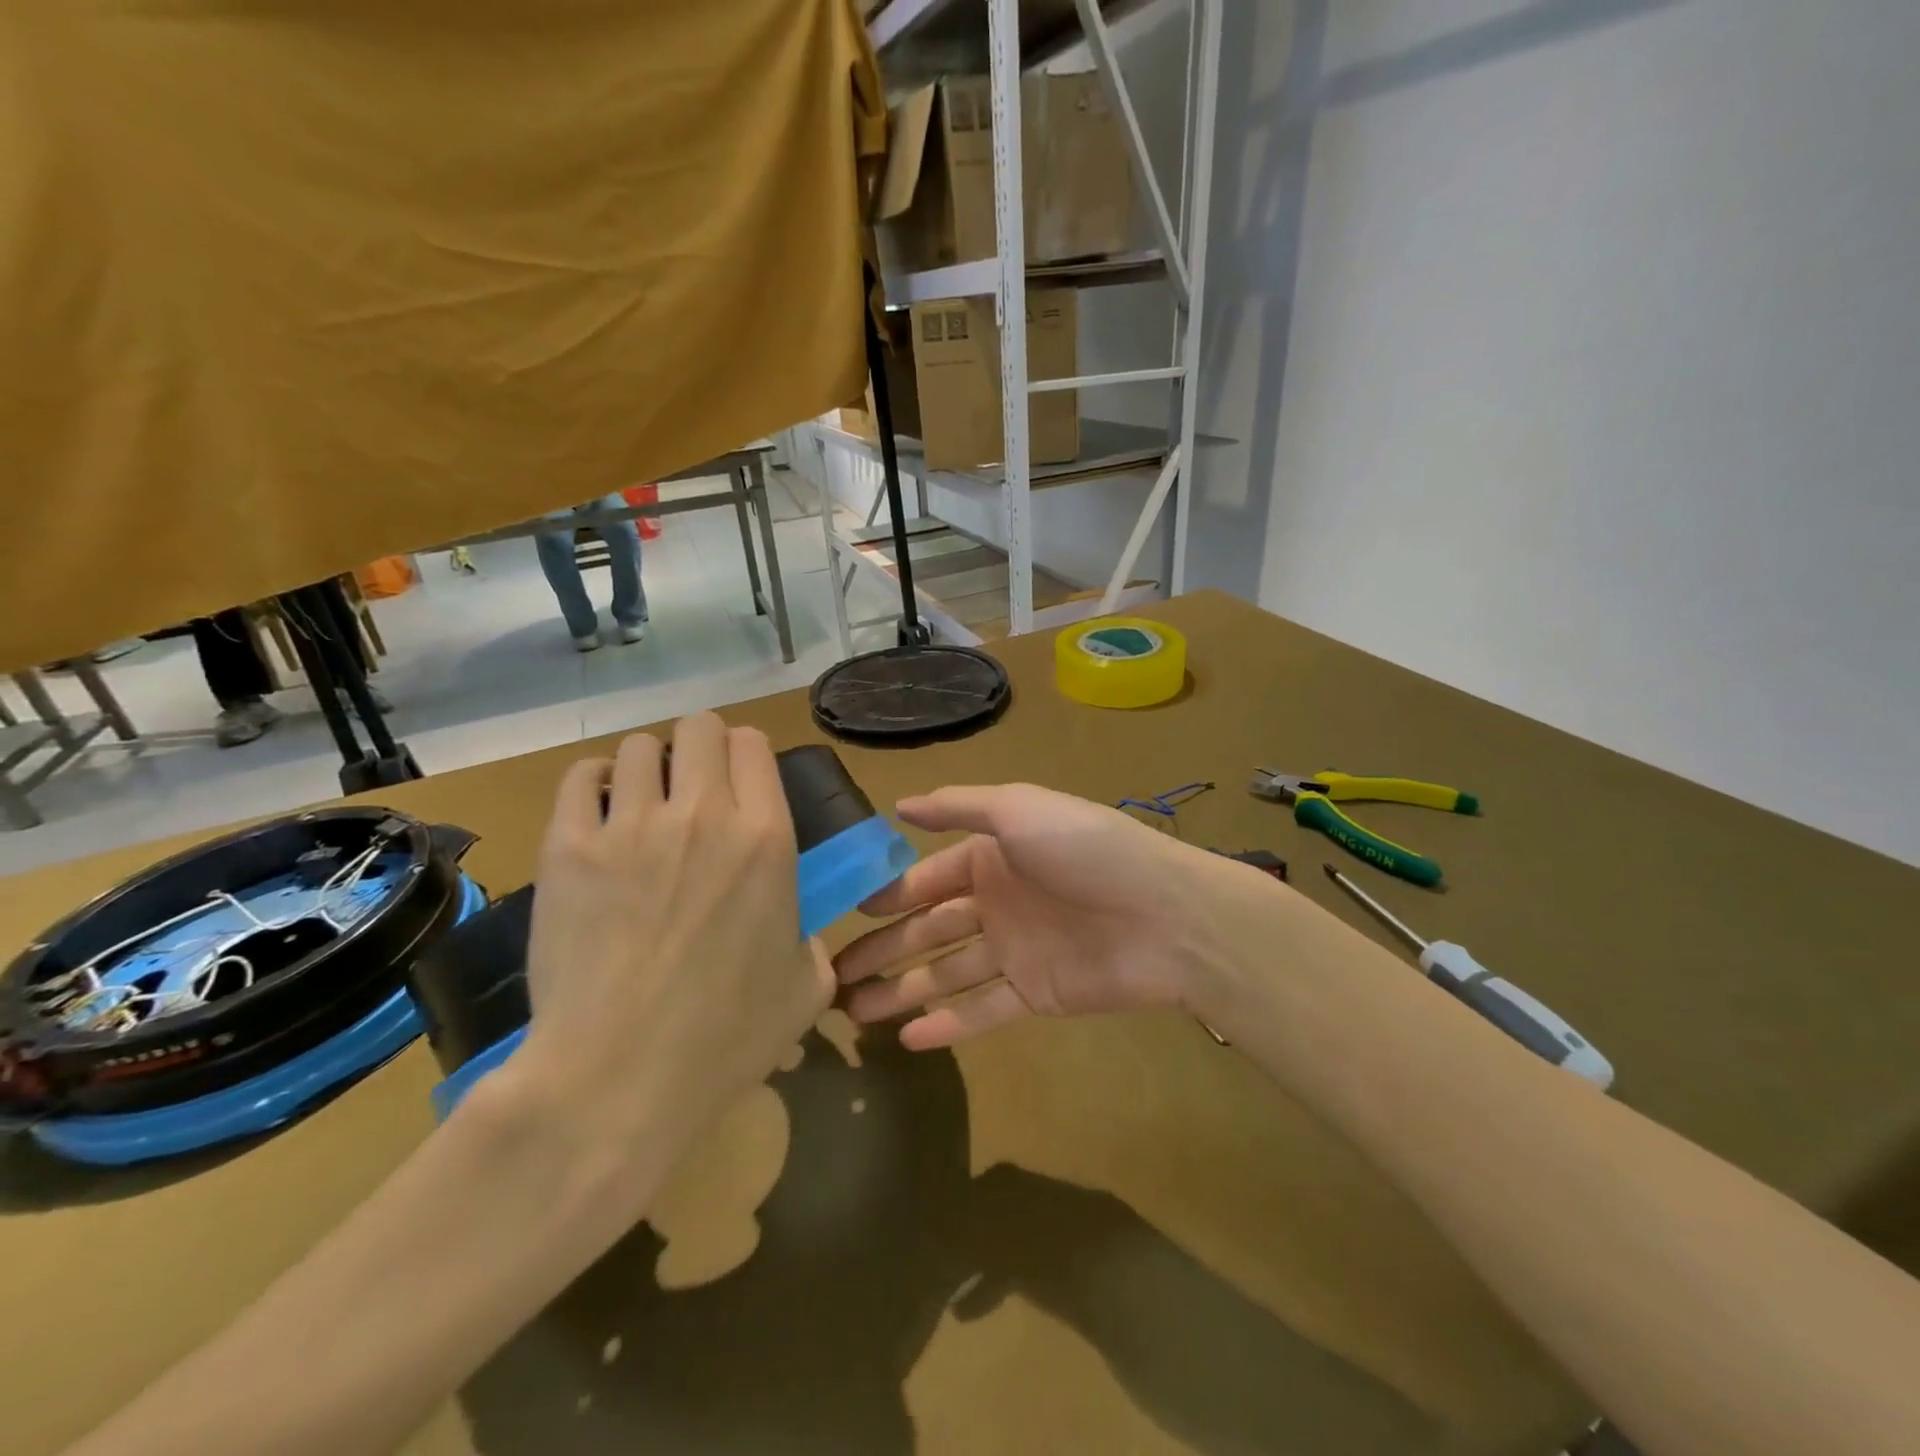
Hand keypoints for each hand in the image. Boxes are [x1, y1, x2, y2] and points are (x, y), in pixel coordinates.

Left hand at [516, 713, 832, 1177]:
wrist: (618, 1077)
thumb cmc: (725, 1038)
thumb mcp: (806, 989)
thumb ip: (812, 941)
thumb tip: (796, 929)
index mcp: (766, 839)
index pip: (754, 745)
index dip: (747, 755)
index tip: (740, 783)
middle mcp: (703, 814)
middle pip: (700, 728)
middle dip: (701, 747)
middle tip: (694, 787)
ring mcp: (631, 826)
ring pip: (640, 747)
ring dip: (649, 766)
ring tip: (643, 803)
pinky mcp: (568, 847)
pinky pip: (581, 778)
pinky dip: (595, 784)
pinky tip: (600, 814)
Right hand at [834, 784, 1273, 1047]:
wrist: (1165, 915)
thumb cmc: (1085, 851)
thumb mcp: (1019, 808)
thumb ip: (958, 806)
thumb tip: (899, 804)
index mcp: (991, 857)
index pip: (926, 879)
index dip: (886, 897)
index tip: (843, 915)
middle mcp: (997, 903)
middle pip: (927, 930)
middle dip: (881, 951)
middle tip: (830, 976)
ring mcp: (1015, 952)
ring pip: (945, 974)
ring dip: (902, 991)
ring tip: (853, 1014)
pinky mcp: (1035, 996)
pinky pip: (982, 1011)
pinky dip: (948, 1025)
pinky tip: (908, 1040)